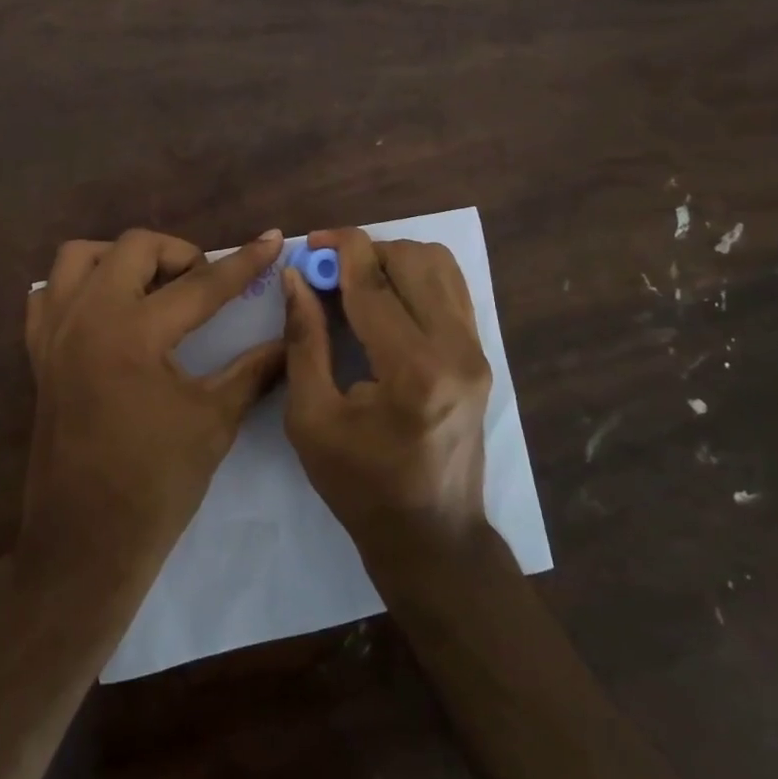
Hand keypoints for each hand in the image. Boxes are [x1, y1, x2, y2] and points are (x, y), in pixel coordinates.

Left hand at [21, 228, 287, 596]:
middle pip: (134, 247)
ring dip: (122, 259)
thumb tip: (290, 341)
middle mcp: (87, 317)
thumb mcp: (214, 421)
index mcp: (133, 333)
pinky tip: (109, 312)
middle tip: (203, 284)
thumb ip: (253, 370)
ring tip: (153, 288)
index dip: (244, 262)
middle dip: (178, 254)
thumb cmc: (155, 485)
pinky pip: (50, 292)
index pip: (200, 284)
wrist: (85, 542)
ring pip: (81, 257)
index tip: (273, 238)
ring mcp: (54, 332)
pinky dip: (80, 287)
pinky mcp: (39, 353)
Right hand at [282, 229, 494, 560]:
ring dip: (393, 259)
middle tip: (328, 270)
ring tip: (357, 282)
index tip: (310, 241)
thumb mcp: (312, 418)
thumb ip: (304, 339)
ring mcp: (477, 350)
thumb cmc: (361, 486)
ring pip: (439, 265)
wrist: (432, 537)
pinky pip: (451, 288)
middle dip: (365, 252)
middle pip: (413, 259)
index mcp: (412, 370)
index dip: (339, 250)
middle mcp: (456, 349)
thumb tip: (295, 277)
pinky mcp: (482, 355)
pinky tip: (387, 299)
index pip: (374, 282)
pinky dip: (417, 276)